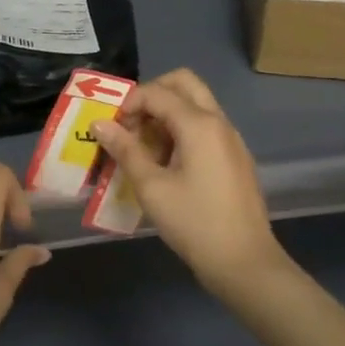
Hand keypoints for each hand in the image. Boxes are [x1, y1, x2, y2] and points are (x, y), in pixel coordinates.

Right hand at [92, 69, 286, 297]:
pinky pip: (205, 127)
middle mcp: (218, 122)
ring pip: (195, 104)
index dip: (129, 104)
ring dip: (167, 114)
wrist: (244, 262)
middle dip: (152, 95)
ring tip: (144, 150)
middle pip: (183, 83)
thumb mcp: (152, 187)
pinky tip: (167, 166)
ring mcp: (230, 139)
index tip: (112, 130)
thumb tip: (100, 124)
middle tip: (131, 125)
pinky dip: (182, 131)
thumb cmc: (194, 223)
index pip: (157, 92)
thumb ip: (125, 150)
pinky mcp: (235, 157)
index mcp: (199, 124)